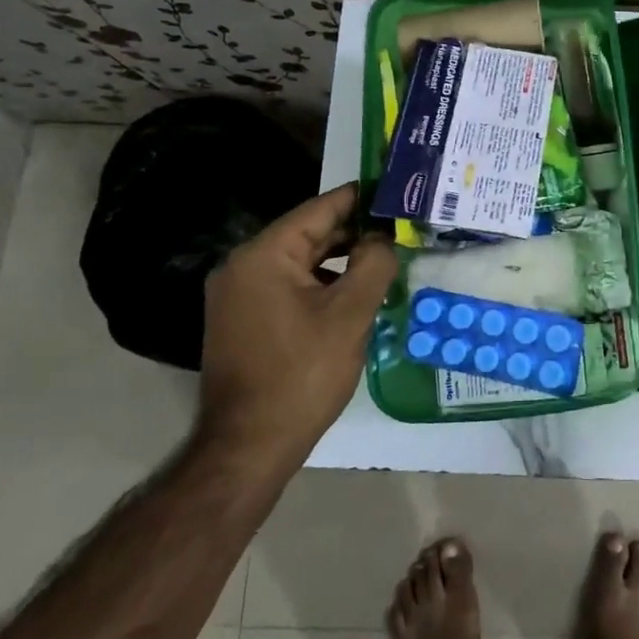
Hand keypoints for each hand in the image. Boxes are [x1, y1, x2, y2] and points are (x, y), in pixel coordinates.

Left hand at [199, 184, 396, 464]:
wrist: (248, 447)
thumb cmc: (302, 375)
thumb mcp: (350, 315)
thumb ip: (373, 264)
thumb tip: (383, 237)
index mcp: (263, 255)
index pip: (320, 209)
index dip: (361, 199)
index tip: (396, 191)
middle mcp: (243, 266)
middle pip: (308, 234)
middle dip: (354, 232)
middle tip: (400, 228)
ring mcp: (238, 295)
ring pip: (300, 262)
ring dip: (340, 260)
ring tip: (384, 259)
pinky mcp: (243, 320)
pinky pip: (289, 286)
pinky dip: (321, 284)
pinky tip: (354, 294)